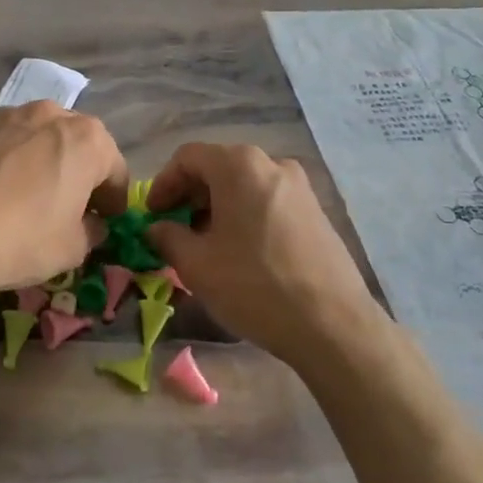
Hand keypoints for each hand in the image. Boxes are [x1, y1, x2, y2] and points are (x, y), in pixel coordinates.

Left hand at [0, 103, 126, 320]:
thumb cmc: (19, 239)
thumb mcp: (72, 250)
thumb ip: (91, 231)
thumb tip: (90, 224)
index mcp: (87, 139)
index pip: (115, 169)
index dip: (114, 200)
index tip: (106, 221)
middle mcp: (51, 113)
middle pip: (77, 144)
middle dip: (79, 173)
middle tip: (69, 207)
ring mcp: (6, 113)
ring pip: (37, 138)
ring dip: (42, 161)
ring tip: (26, 196)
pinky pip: (1, 141)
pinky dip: (5, 160)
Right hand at [146, 143, 387, 370]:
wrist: (332, 324)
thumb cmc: (254, 286)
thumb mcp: (197, 264)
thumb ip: (167, 237)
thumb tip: (156, 228)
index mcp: (239, 165)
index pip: (187, 157)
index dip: (162, 184)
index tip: (151, 216)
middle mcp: (272, 163)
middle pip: (218, 167)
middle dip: (189, 196)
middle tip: (173, 231)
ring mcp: (299, 186)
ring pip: (244, 185)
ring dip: (217, 207)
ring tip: (205, 244)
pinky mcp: (316, 210)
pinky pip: (268, 201)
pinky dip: (245, 215)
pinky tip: (240, 251)